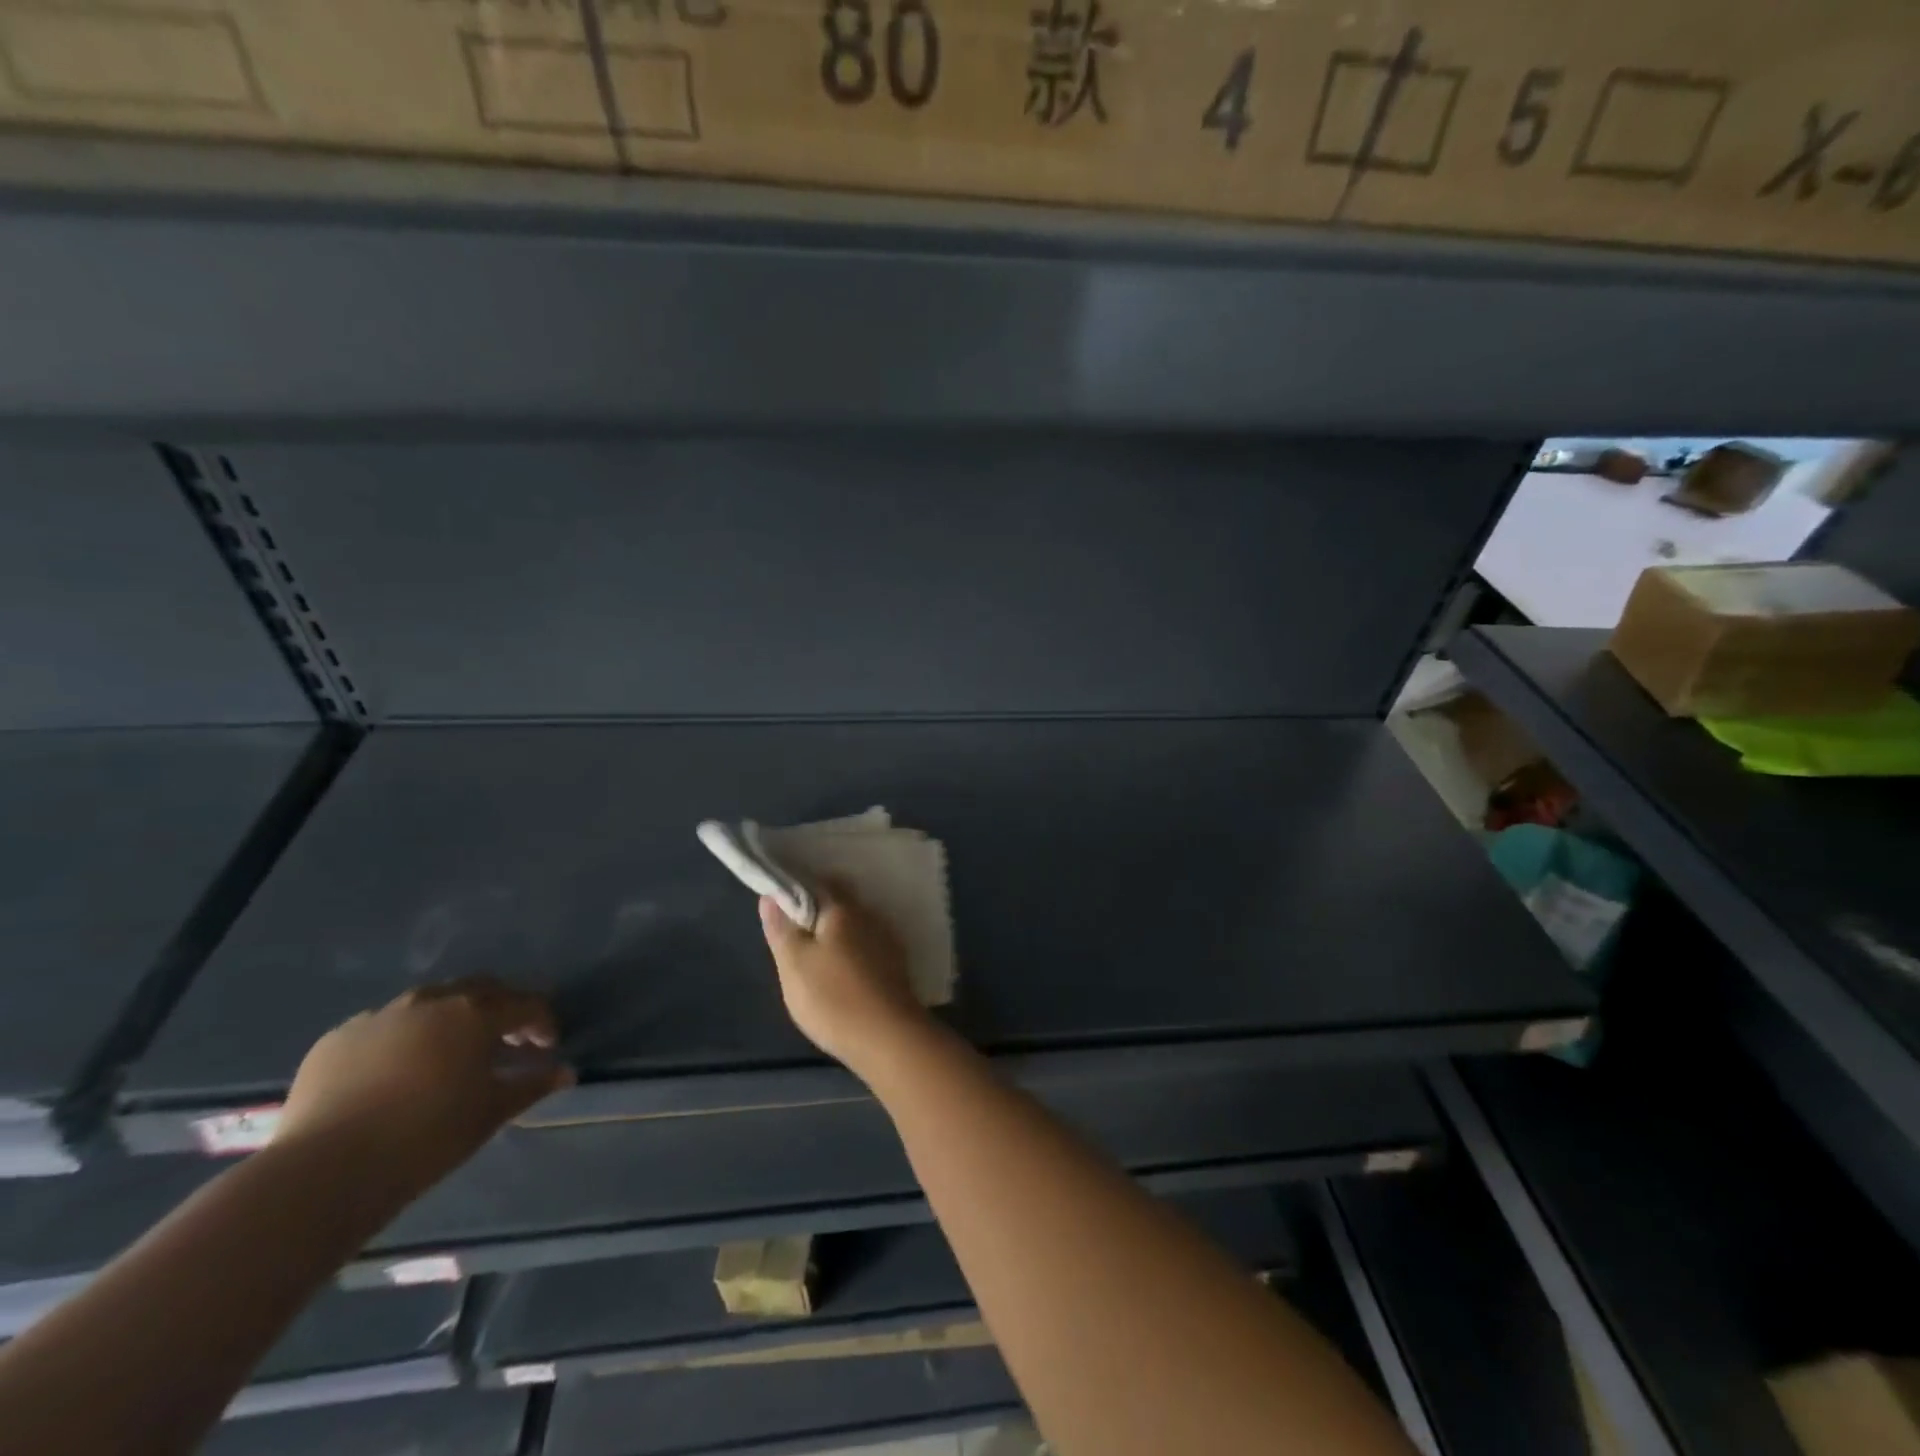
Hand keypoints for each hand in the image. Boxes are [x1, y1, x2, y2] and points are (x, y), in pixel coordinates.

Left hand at [276, 979, 573, 1188]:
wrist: (324, 1170)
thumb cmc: (427, 1136)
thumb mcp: (491, 1112)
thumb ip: (532, 1085)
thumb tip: (566, 1073)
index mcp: (475, 1013)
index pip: (525, 1005)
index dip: (543, 1023)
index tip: (547, 1048)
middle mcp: (431, 1001)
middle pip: (479, 990)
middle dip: (499, 1009)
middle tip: (506, 1041)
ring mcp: (380, 1015)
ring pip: (428, 1003)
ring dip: (449, 1020)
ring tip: (449, 1054)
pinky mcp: (337, 1038)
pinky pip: (383, 1027)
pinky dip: (402, 1039)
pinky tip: (396, 1072)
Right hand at [760, 886, 930, 1074]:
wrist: (889, 1039)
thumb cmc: (833, 998)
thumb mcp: (794, 965)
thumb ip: (781, 929)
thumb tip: (770, 896)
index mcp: (843, 908)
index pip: (817, 883)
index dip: (796, 890)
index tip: (779, 905)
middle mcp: (870, 915)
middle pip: (840, 902)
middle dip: (819, 911)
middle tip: (795, 934)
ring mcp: (888, 940)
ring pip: (856, 925)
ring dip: (839, 932)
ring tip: (817, 956)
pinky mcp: (897, 965)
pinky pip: (869, 946)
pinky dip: (854, 951)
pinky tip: (844, 971)